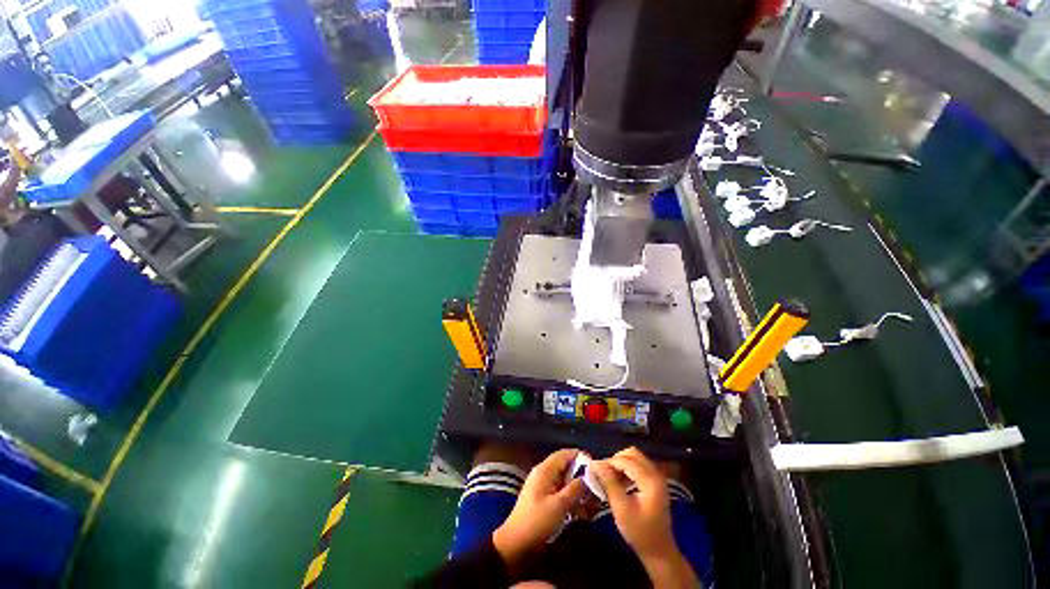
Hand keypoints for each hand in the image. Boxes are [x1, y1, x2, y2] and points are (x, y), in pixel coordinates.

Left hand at [493, 448, 584, 563]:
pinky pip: (560, 492)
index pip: (564, 454)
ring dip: (577, 491)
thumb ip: (575, 489)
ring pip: (564, 481)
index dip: (579, 457)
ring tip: (591, 504)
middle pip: (565, 468)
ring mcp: (542, 486)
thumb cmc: (538, 521)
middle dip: (581, 477)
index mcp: (545, 470)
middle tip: (596, 488)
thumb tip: (588, 477)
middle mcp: (543, 473)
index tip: (595, 466)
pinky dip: (570, 498)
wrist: (516, 543)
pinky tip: (581, 513)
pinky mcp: (543, 498)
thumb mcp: (560, 505)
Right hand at [591, 448, 698, 587]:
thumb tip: (594, 464)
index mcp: (650, 480)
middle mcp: (656, 474)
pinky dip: (626, 469)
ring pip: (635, 458)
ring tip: (608, 476)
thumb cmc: (640, 532)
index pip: (626, 461)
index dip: (608, 462)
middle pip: (632, 454)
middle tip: (602, 472)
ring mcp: (657, 478)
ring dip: (620, 463)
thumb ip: (609, 482)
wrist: (659, 552)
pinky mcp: (654, 483)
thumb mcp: (621, 508)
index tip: (593, 468)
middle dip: (615, 460)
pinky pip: (638, 466)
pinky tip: (618, 481)